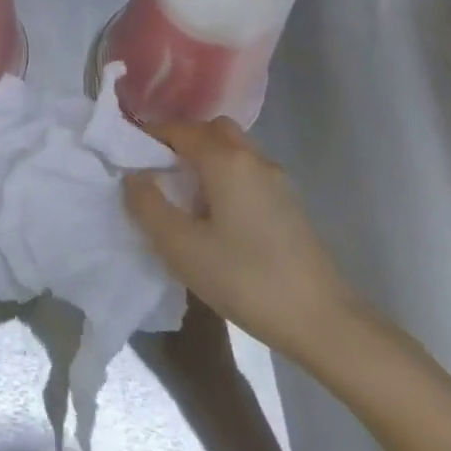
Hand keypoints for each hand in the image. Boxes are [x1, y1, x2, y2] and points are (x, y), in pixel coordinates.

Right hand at [123, 118, 358, 366]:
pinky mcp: (290, 206)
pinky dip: (226, 178)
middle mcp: (253, 158)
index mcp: (225, 159)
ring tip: (184, 196)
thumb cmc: (245, 278)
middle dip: (182, 142)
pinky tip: (216, 217)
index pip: (180, 129)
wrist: (323, 322)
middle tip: (159, 171)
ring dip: (206, 160)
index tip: (128, 155)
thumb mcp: (181, 247)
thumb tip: (133, 176)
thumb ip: (148, 206)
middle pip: (212, 130)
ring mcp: (277, 181)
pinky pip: (248, 174)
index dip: (150, 136)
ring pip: (234, 151)